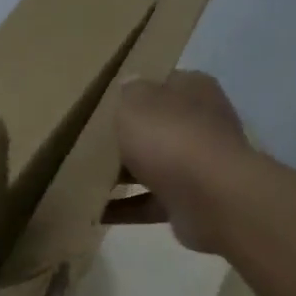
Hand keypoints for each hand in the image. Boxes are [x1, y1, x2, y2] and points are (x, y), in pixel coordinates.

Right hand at [105, 70, 256, 253]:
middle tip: (88, 144)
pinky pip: (150, 203)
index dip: (134, 92)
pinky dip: (125, 208)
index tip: (103, 105)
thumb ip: (128, 92)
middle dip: (127, 137)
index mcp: (193, 90)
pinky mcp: (190, 202)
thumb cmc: (171, 137)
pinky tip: (95, 212)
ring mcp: (198, 165)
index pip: (162, 84)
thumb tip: (129, 85)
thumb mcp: (136, 102)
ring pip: (153, 166)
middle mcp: (201, 124)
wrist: (211, 199)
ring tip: (84, 180)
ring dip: (123, 176)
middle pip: (157, 127)